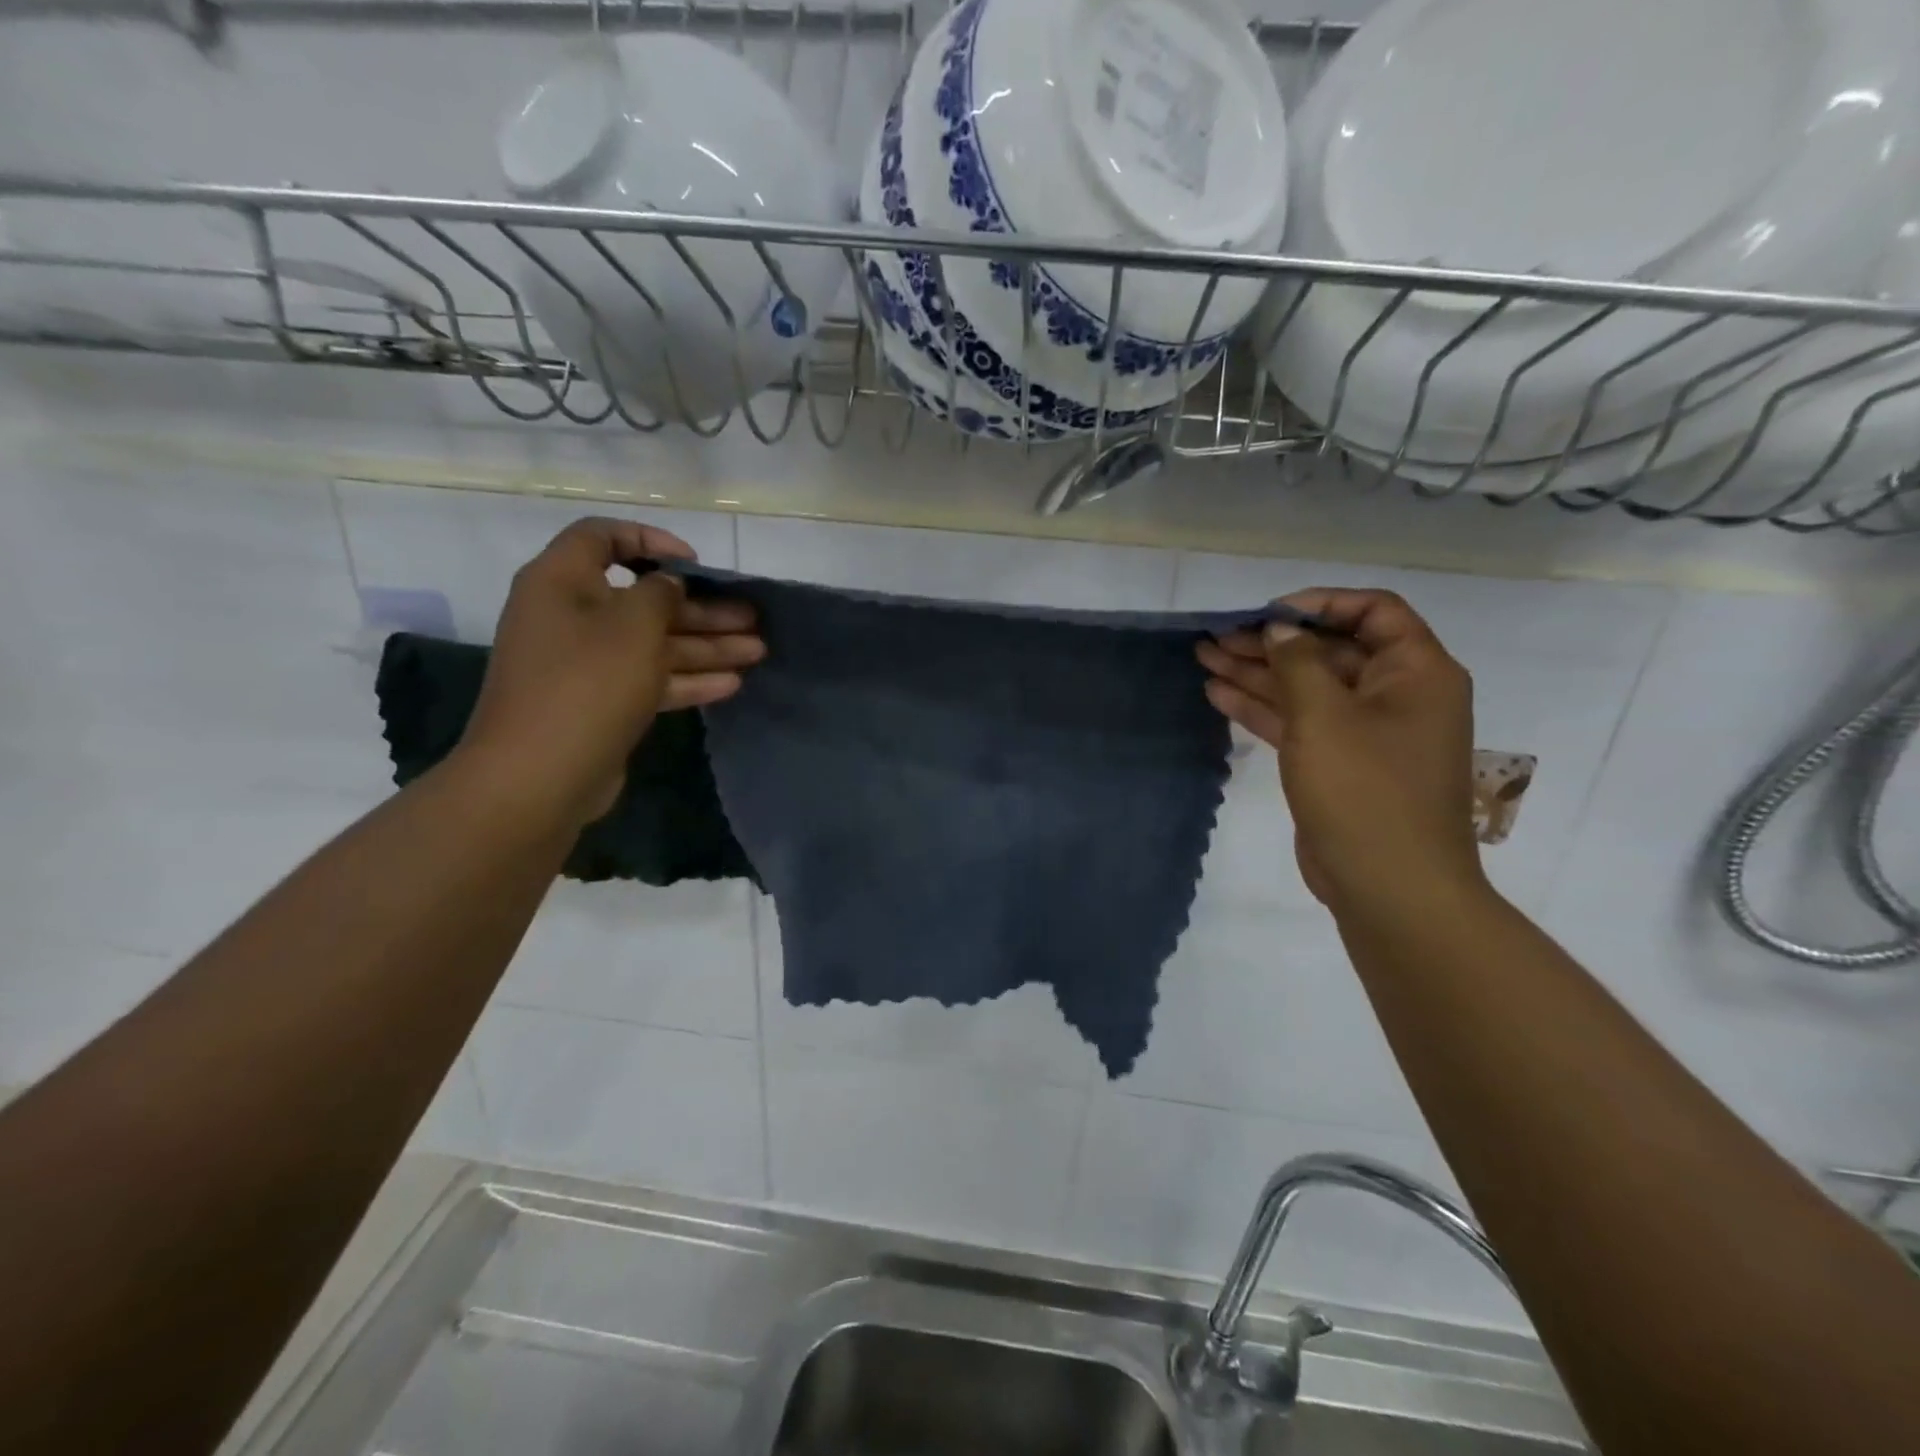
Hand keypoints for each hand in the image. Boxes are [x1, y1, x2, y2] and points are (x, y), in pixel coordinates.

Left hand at [459, 518, 762, 826]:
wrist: (540, 776)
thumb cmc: (587, 683)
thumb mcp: (634, 625)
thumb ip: (660, 594)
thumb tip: (668, 585)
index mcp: (561, 582)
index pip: (602, 538)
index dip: (650, 541)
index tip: (694, 563)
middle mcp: (570, 617)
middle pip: (643, 600)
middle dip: (701, 609)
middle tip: (751, 618)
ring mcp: (585, 665)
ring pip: (653, 644)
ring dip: (705, 646)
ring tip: (757, 651)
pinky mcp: (601, 704)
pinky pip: (648, 680)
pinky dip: (687, 679)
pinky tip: (732, 684)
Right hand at [1197, 590, 1484, 917]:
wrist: (1389, 887)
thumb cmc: (1365, 791)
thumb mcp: (1325, 716)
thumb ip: (1297, 663)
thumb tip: (1279, 628)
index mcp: (1416, 672)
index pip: (1373, 612)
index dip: (1319, 604)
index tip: (1266, 613)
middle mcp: (1396, 695)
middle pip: (1329, 651)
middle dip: (1272, 642)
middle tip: (1216, 636)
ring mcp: (1365, 733)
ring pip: (1306, 688)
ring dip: (1258, 673)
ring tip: (1204, 658)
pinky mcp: (1338, 765)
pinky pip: (1299, 723)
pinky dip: (1262, 708)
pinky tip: (1219, 694)